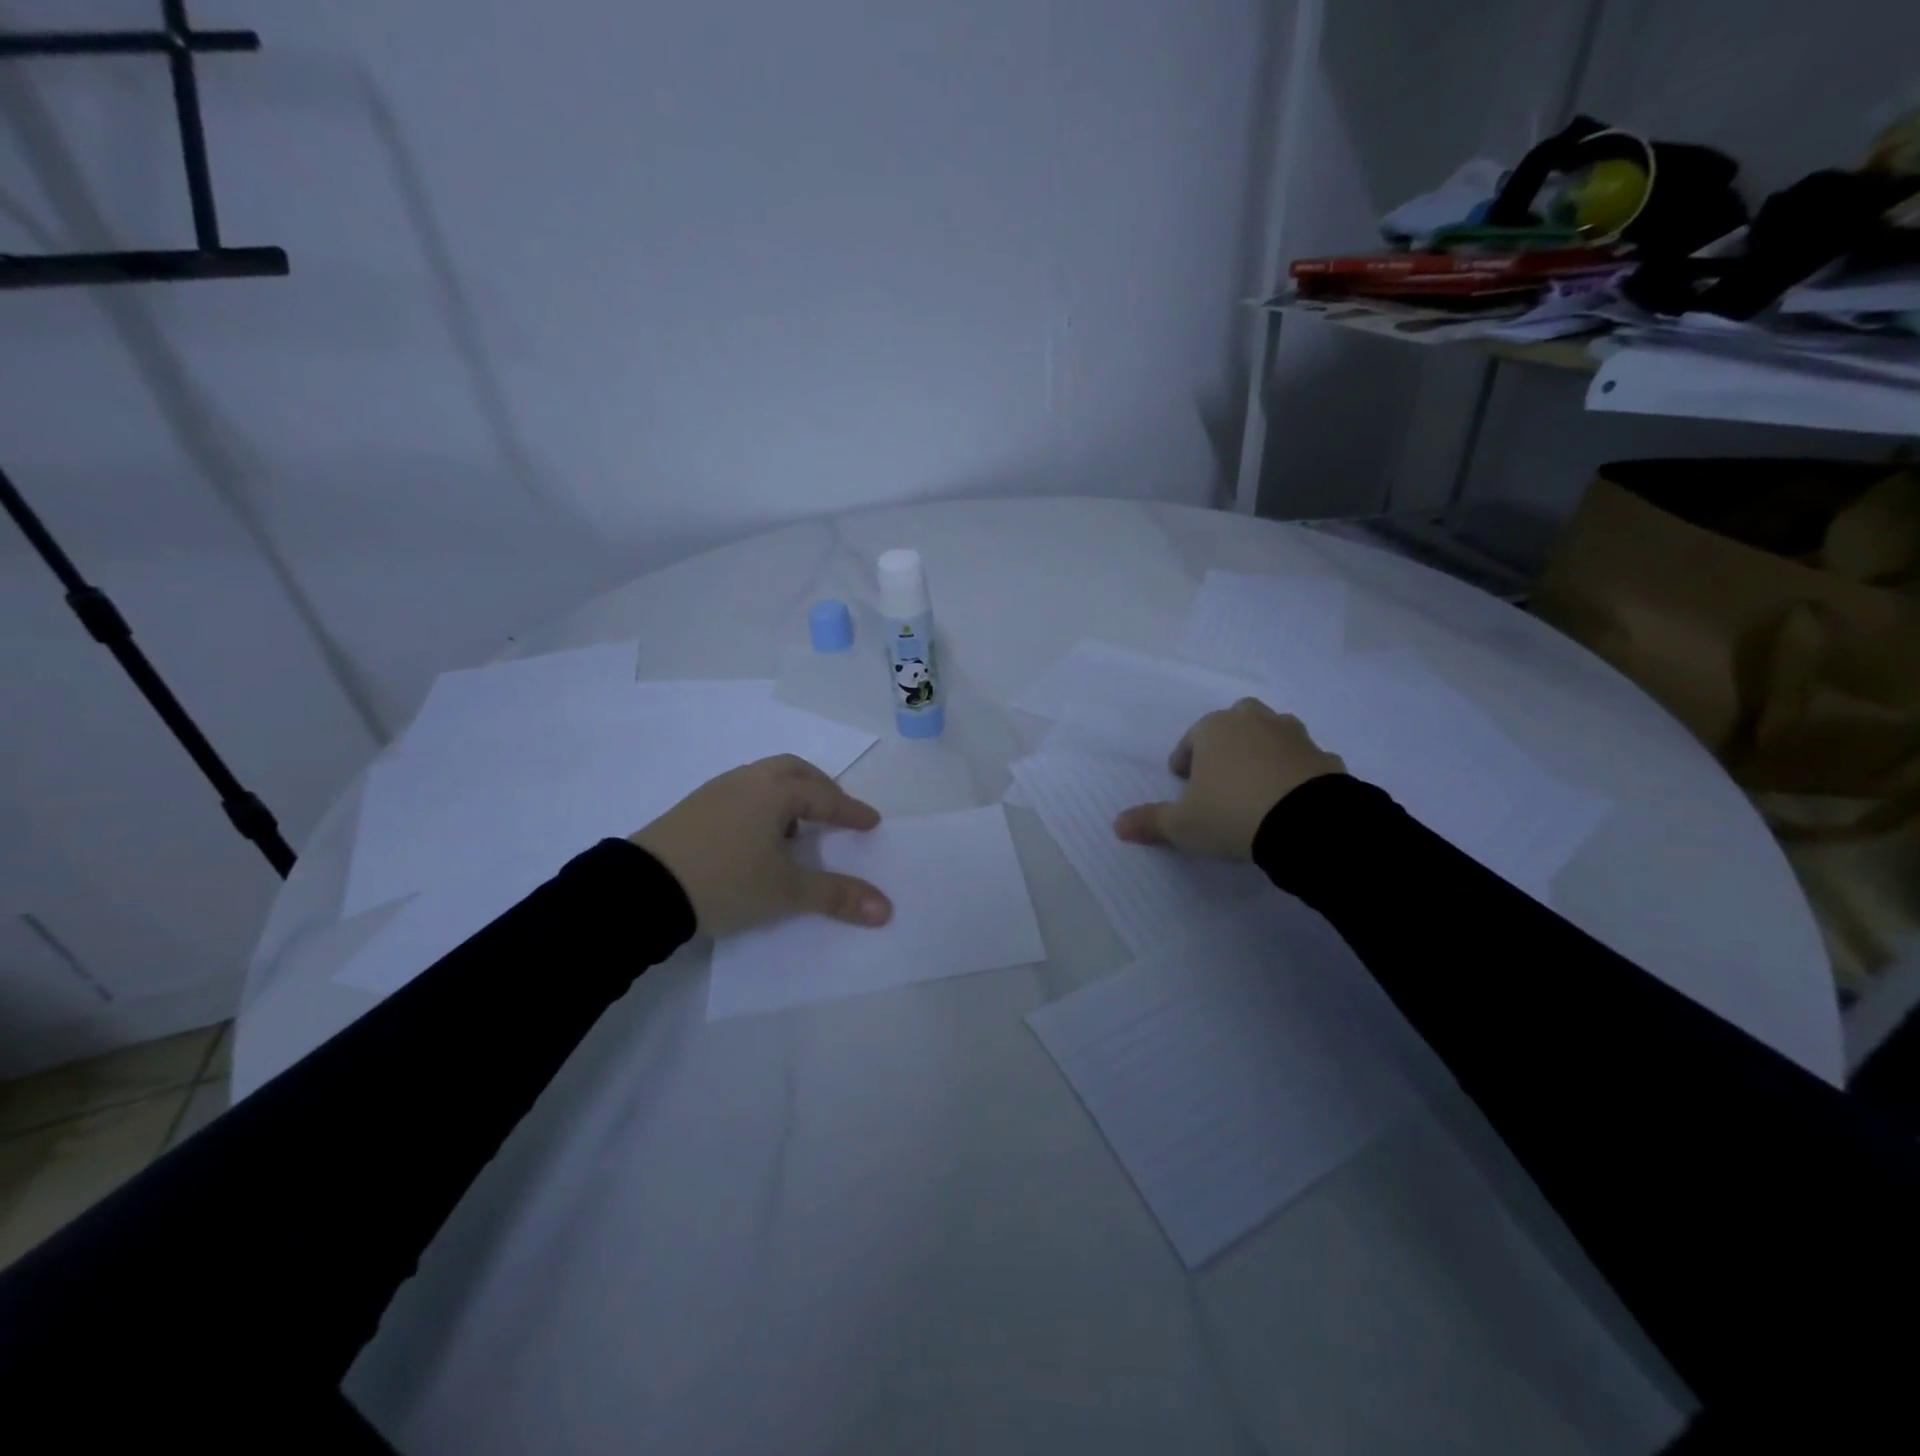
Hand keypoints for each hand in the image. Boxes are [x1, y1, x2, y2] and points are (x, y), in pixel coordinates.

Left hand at [631, 755, 892, 936]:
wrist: (642, 890)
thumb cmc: (725, 882)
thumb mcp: (785, 892)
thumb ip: (836, 896)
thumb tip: (886, 909)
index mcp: (775, 792)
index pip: (825, 797)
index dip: (851, 811)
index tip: (871, 823)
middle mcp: (748, 780)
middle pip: (794, 771)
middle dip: (821, 789)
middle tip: (836, 812)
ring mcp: (716, 790)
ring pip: (765, 779)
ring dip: (790, 795)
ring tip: (797, 828)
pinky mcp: (693, 806)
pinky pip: (742, 792)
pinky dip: (763, 804)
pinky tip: (757, 836)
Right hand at [1113, 698, 1344, 860]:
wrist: (1308, 823)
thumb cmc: (1231, 813)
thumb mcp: (1182, 825)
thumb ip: (1150, 821)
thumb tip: (1117, 825)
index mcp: (1214, 729)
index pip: (1191, 739)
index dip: (1184, 761)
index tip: (1183, 784)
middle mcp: (1254, 722)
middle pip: (1235, 723)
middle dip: (1227, 744)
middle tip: (1221, 776)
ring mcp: (1294, 736)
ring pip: (1272, 735)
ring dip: (1262, 752)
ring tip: (1256, 786)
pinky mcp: (1325, 757)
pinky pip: (1302, 761)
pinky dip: (1294, 773)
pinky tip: (1289, 800)